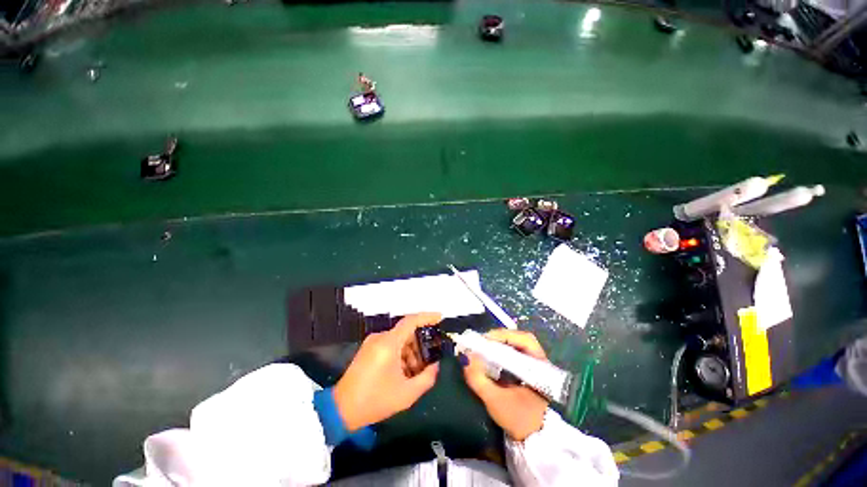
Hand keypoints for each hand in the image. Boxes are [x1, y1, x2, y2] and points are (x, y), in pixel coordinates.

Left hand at [333, 312, 441, 431]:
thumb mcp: (407, 393)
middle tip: (429, 361)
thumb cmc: (375, 400)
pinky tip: (403, 372)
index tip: (440, 318)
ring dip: (410, 352)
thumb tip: (436, 366)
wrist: (342, 410)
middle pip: (406, 332)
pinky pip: (390, 345)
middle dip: (420, 345)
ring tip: (415, 372)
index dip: (427, 317)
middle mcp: (380, 337)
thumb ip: (427, 378)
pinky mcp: (368, 350)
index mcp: (389, 343)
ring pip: (399, 340)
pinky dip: (400, 354)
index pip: (411, 320)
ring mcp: (372, 343)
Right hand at [462, 329, 549, 441]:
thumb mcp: (495, 401)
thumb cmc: (518, 419)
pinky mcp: (526, 370)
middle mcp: (538, 361)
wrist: (532, 440)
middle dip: (499, 337)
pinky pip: (513, 353)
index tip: (485, 339)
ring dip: (498, 343)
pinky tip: (488, 355)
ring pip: (516, 344)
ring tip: (482, 346)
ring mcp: (533, 365)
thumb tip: (465, 357)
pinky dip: (500, 350)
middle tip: (482, 341)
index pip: (524, 340)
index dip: (504, 335)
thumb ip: (479, 379)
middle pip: (519, 338)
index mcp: (539, 367)